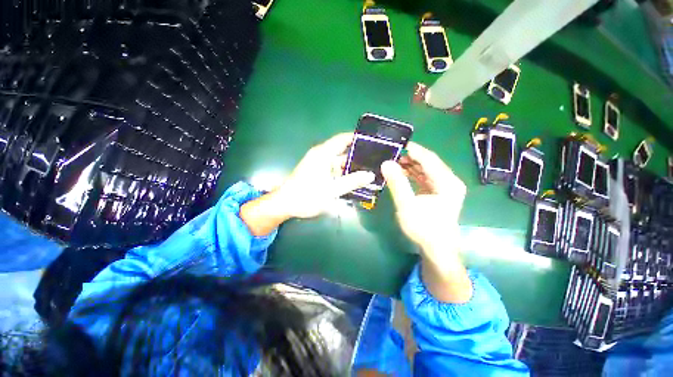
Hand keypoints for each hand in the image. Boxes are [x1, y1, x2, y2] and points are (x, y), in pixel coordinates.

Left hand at [274, 133, 374, 218]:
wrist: (285, 205)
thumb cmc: (306, 196)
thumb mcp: (332, 190)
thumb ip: (352, 182)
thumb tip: (370, 175)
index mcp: (323, 154)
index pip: (343, 139)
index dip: (357, 138)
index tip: (373, 143)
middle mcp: (321, 155)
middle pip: (343, 151)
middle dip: (358, 156)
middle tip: (375, 162)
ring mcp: (319, 164)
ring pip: (339, 162)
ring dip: (351, 167)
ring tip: (369, 172)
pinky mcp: (318, 172)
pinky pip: (334, 169)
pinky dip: (344, 173)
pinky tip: (354, 181)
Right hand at [381, 142, 470, 302]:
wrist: (437, 249)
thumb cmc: (424, 228)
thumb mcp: (407, 205)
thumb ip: (397, 183)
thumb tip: (386, 163)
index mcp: (447, 182)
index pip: (429, 159)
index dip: (413, 150)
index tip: (397, 144)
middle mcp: (449, 181)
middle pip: (429, 162)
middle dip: (411, 157)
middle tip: (392, 153)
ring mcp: (445, 187)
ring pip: (427, 169)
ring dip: (411, 165)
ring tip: (394, 161)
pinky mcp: (439, 193)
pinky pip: (425, 178)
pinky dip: (413, 174)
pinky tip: (402, 172)